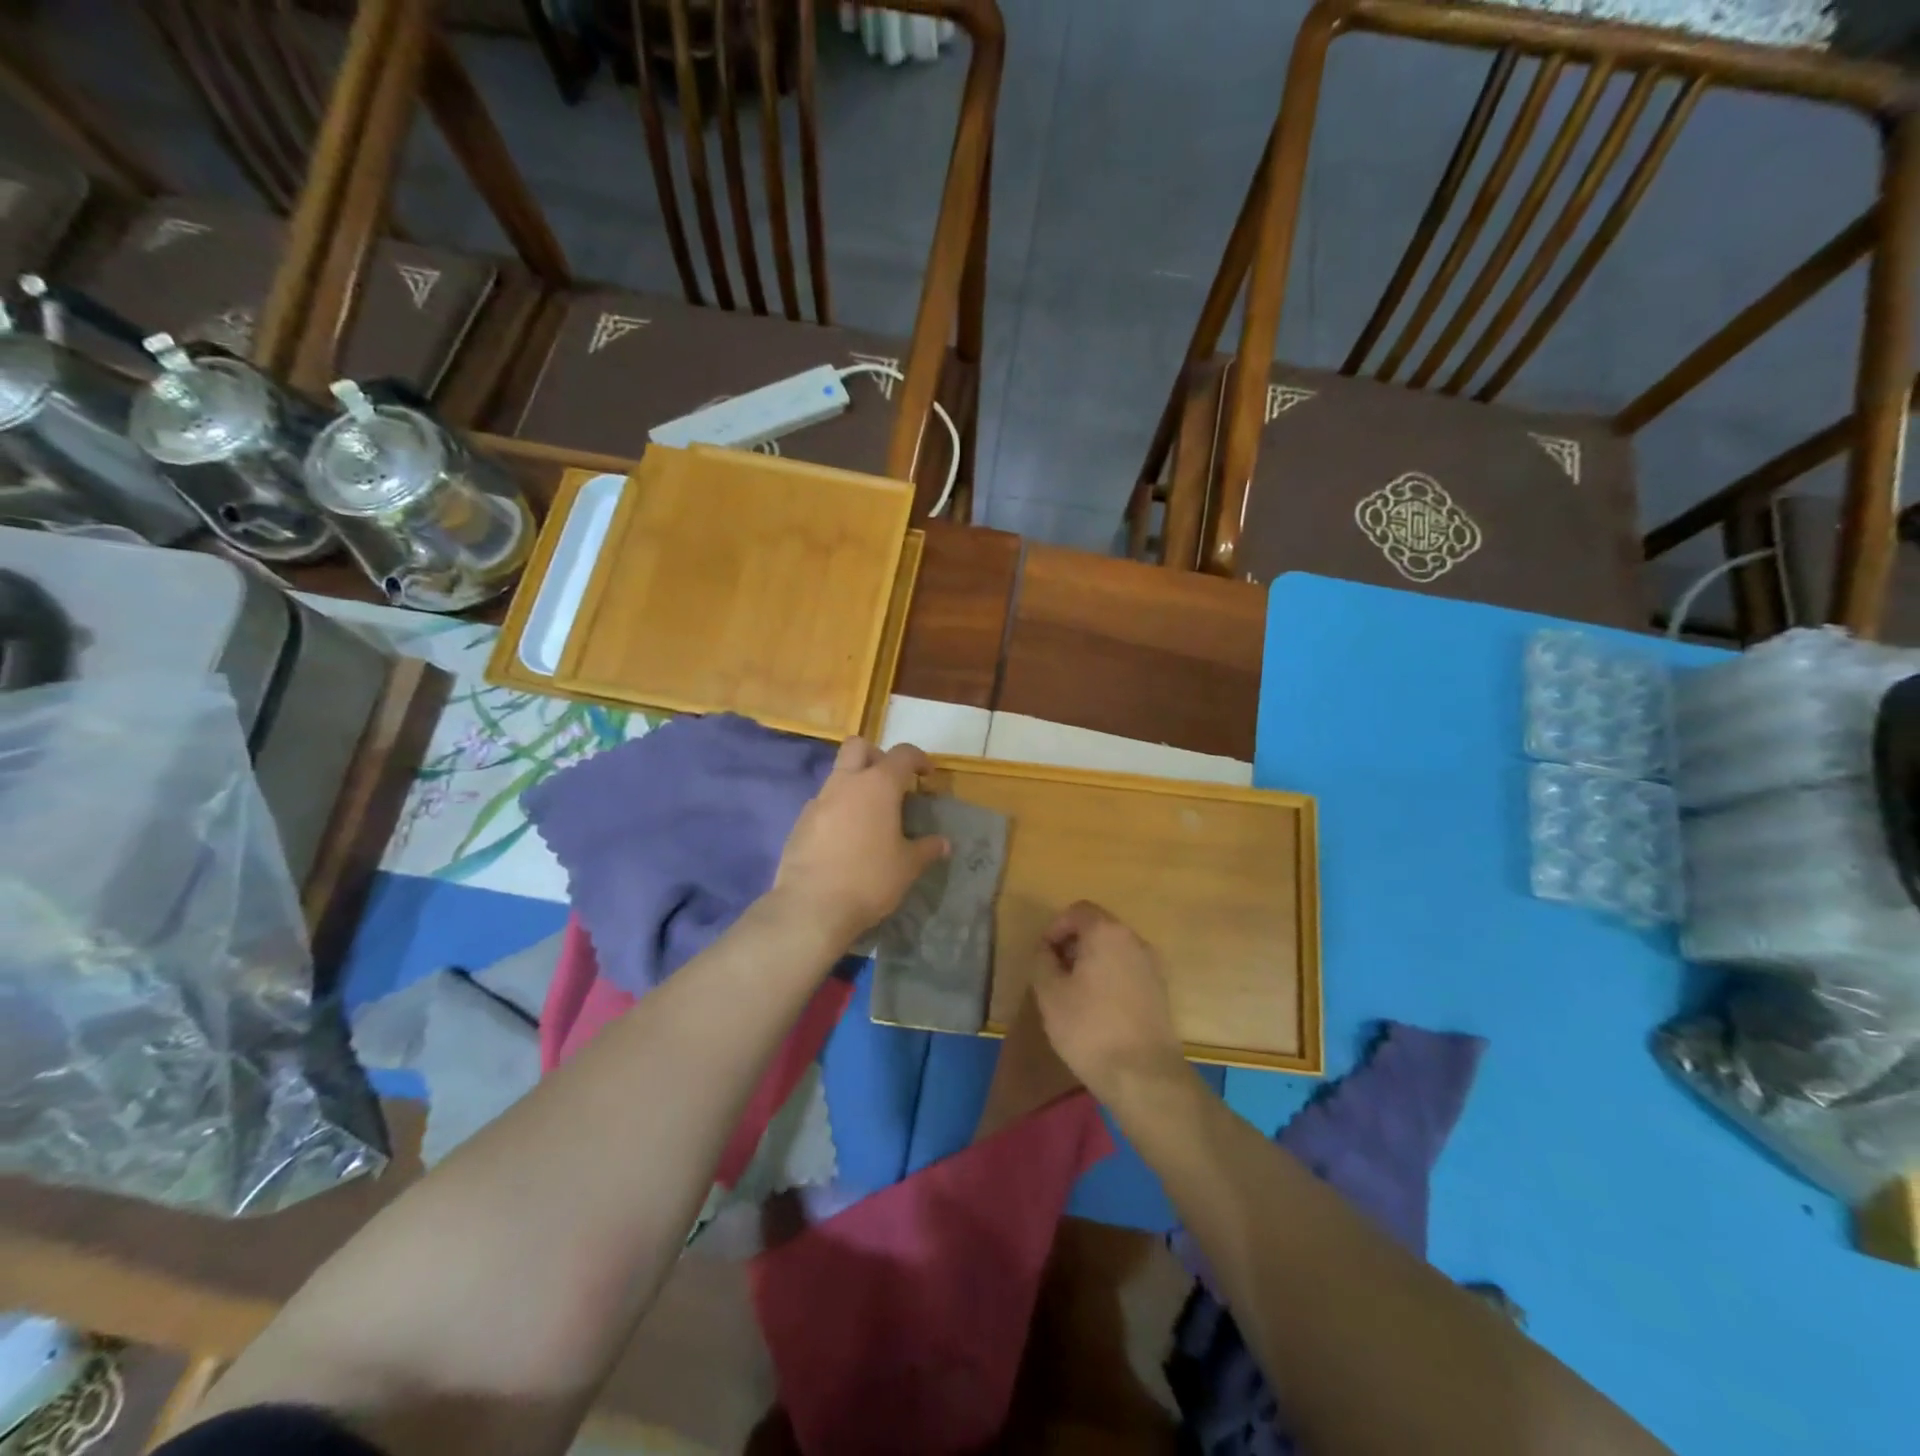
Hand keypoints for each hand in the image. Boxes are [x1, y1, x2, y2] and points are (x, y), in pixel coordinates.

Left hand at [772, 738, 948, 948]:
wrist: (811, 907)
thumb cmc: (869, 879)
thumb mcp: (907, 867)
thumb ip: (926, 849)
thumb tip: (943, 843)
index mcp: (878, 785)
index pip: (902, 754)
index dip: (918, 759)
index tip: (927, 775)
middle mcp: (846, 783)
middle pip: (858, 747)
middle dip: (876, 756)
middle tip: (891, 782)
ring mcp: (818, 801)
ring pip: (838, 775)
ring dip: (855, 785)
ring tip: (870, 817)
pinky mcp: (800, 823)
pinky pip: (823, 804)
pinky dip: (837, 811)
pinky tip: (845, 839)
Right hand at [1029, 901, 1185, 1103]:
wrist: (1144, 1076)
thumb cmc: (1090, 1028)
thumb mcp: (1049, 993)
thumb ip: (1042, 961)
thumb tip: (1047, 950)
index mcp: (1107, 932)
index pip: (1078, 911)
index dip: (1055, 928)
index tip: (1043, 956)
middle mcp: (1134, 940)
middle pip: (1098, 928)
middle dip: (1073, 945)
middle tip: (1054, 975)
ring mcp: (1152, 965)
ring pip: (1114, 950)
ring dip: (1091, 962)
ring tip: (1074, 995)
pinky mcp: (1160, 990)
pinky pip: (1127, 970)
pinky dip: (1109, 978)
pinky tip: (1098, 1009)